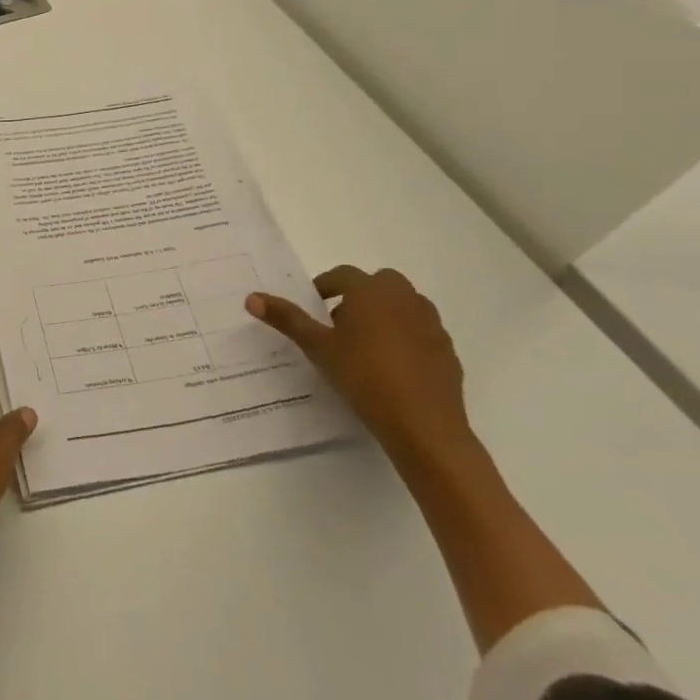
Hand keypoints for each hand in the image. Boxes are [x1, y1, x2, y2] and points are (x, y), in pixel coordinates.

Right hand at [247, 266, 471, 461]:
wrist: (423, 425)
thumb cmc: (363, 376)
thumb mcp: (317, 347)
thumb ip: (287, 319)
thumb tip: (251, 298)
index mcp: (370, 292)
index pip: (343, 275)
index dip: (326, 286)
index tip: (314, 307)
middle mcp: (404, 298)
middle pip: (380, 282)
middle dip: (360, 295)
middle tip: (341, 322)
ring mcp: (431, 323)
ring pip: (405, 304)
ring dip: (386, 313)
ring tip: (367, 343)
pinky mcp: (447, 349)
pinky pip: (422, 331)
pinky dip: (407, 336)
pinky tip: (394, 365)